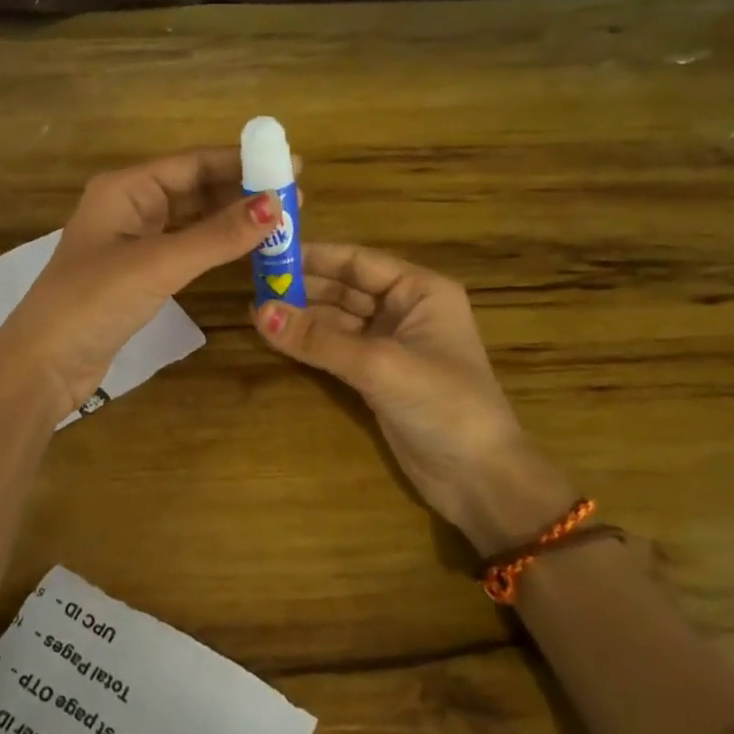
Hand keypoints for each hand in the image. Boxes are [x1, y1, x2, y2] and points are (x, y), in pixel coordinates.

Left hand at [0, 149, 281, 416]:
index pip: (193, 163)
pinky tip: (246, 249)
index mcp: (125, 188)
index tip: (291, 164)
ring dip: (231, 219)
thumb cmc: (93, 302)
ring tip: (280, 222)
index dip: (242, 162)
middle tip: (295, 198)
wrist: (44, 364)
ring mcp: (132, 239)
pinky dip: (215, 246)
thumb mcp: (158, 264)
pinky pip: (185, 246)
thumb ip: (217, 236)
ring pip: (192, 218)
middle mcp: (129, 205)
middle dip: (242, 191)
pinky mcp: (138, 271)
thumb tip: (276, 206)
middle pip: (194, 187)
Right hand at [254, 243, 575, 555]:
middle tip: (253, 284)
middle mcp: (406, 309)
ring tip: (256, 310)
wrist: (479, 478)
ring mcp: (392, 344)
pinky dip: (311, 344)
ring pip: (338, 319)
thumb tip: (258, 311)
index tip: (268, 254)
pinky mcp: (379, 375)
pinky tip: (278, 338)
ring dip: (303, 316)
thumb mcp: (379, 365)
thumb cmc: (442, 405)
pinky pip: (338, 349)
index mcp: (420, 290)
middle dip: (303, 287)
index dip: (314, 257)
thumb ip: (318, 339)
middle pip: (345, 288)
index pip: (358, 261)